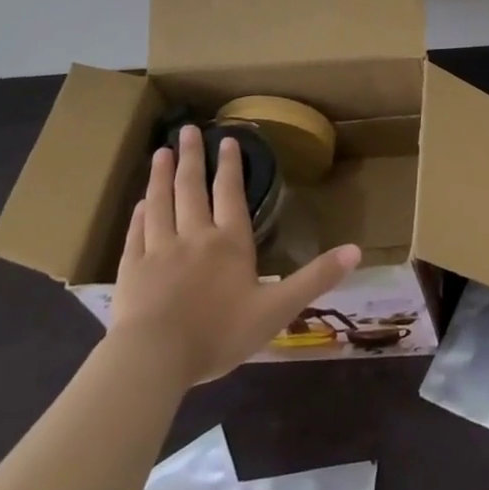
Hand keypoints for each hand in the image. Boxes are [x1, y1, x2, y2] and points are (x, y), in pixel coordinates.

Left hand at [108, 124, 361, 385]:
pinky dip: (138, 216)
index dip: (231, 166)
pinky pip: (135, 235)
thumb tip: (357, 250)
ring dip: (161, 177)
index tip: (228, 139)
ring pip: (160, 204)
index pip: (231, 194)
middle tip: (186, 129)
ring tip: (161, 152)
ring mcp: (159, 251)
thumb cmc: (219, 333)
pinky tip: (138, 204)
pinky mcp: (131, 272)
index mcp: (230, 242)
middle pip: (192, 189)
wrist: (153, 360)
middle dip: (192, 157)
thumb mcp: (277, 309)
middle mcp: (194, 236)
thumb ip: (316, 278)